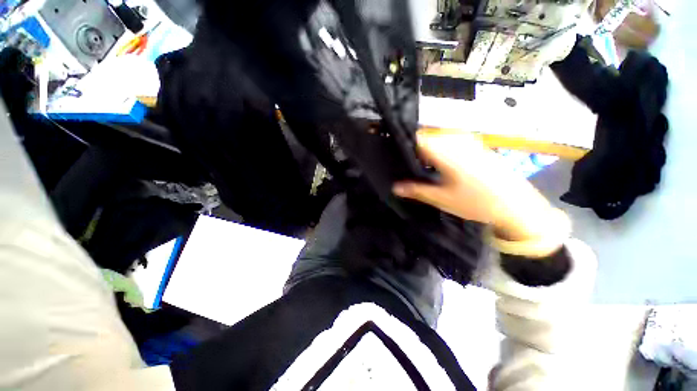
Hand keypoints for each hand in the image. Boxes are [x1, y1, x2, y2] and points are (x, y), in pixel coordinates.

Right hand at [393, 129, 557, 241]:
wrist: (518, 207)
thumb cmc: (477, 203)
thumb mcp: (442, 199)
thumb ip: (416, 190)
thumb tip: (394, 187)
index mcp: (446, 150)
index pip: (417, 138)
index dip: (402, 144)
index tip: (392, 154)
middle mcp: (456, 140)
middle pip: (426, 136)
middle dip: (413, 148)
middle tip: (403, 164)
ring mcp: (468, 141)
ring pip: (438, 139)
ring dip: (425, 150)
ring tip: (417, 166)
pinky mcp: (476, 145)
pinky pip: (450, 142)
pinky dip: (439, 150)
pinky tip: (436, 165)